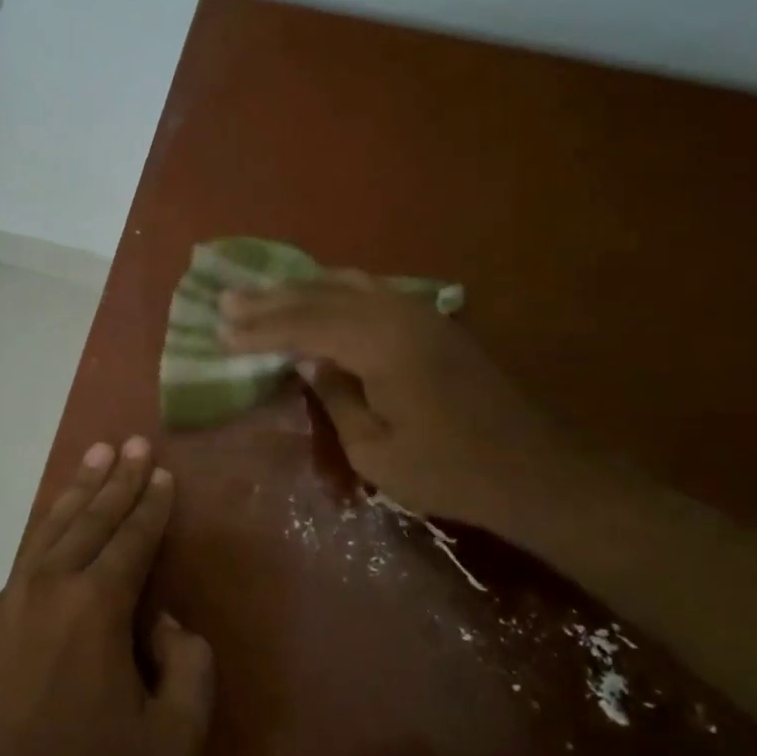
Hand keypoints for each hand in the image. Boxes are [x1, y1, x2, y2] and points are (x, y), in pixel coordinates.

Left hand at [0, 437, 213, 755]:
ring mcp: (14, 599)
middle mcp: (54, 585)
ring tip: (94, 455)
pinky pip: (27, 556)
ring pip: (53, 527)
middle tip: (130, 441)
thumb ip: (189, 672)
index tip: (160, 471)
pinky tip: (54, 523)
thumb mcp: (172, 744)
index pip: (133, 539)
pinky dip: (48, 528)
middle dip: (117, 479)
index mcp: (97, 605)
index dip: (151, 504)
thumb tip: (166, 626)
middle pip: (92, 518)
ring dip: (79, 490)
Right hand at [219, 274, 573, 535]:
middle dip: (269, 301)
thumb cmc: (450, 470)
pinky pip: (369, 289)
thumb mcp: (375, 450)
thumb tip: (305, 358)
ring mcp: (418, 310)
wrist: (536, 470)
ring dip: (299, 289)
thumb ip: (334, 394)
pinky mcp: (432, 319)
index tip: (220, 332)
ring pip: (344, 284)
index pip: (303, 326)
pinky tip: (317, 293)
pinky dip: (333, 289)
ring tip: (261, 292)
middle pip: (318, 297)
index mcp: (379, 343)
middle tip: (226, 300)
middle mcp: (396, 312)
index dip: (259, 330)